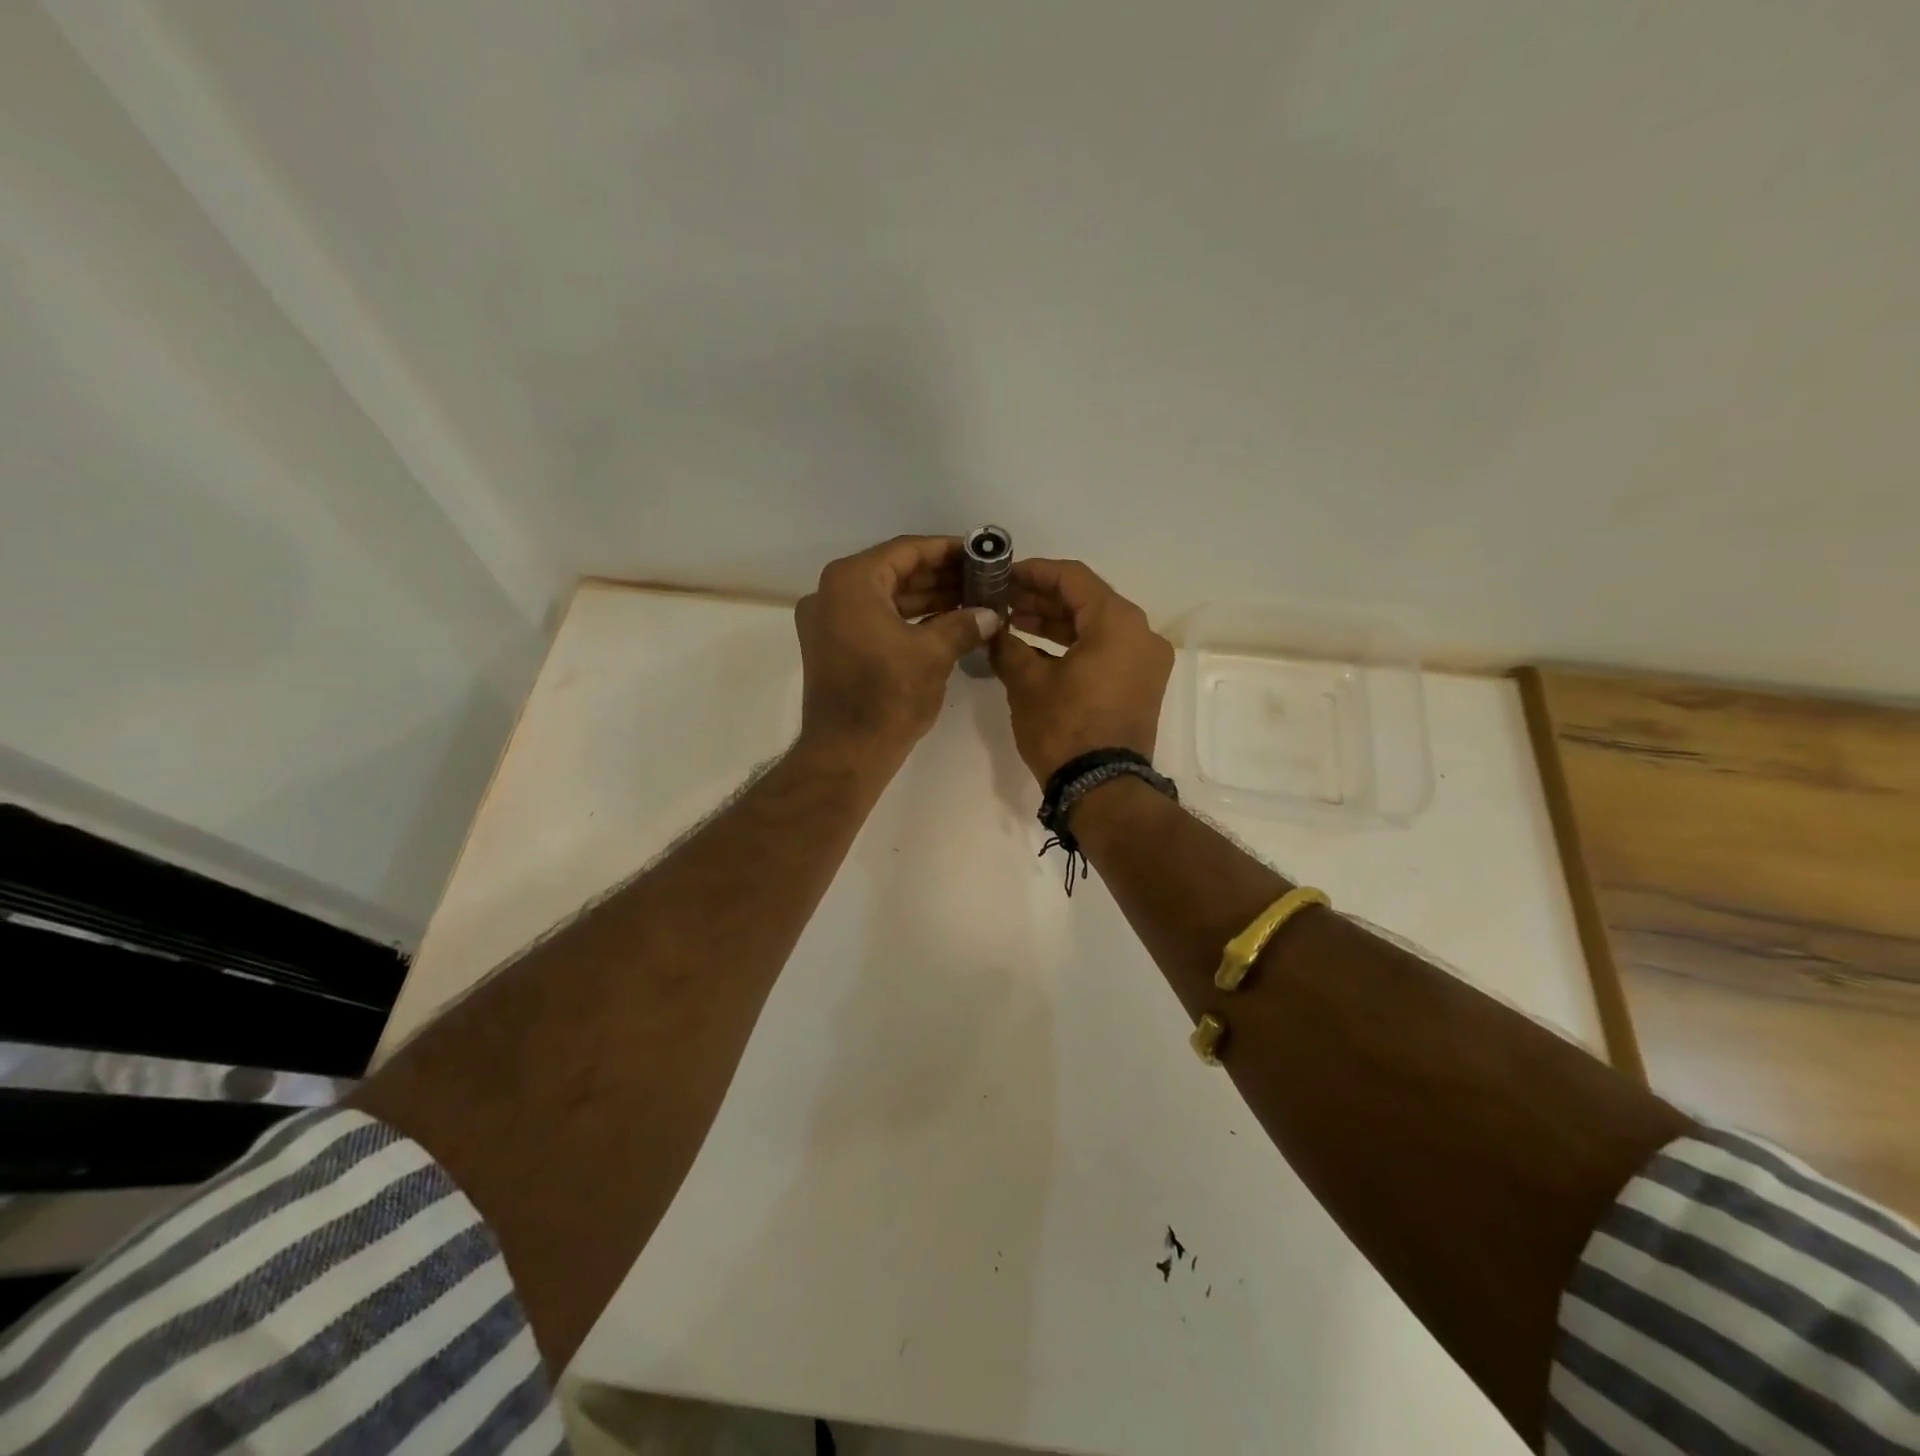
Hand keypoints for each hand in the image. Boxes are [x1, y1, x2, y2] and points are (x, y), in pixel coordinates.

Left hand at [794, 536, 1001, 768]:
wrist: (846, 753)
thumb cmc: (888, 696)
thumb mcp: (934, 654)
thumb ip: (964, 624)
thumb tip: (991, 614)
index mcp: (851, 581)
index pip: (906, 551)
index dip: (947, 550)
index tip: (980, 553)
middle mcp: (832, 593)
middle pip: (894, 572)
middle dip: (940, 576)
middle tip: (981, 579)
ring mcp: (829, 622)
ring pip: (886, 598)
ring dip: (927, 599)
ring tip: (972, 600)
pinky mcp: (833, 647)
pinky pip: (875, 620)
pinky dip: (908, 620)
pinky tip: (946, 623)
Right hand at [990, 558, 1173, 784]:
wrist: (1101, 789)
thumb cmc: (1064, 728)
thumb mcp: (1027, 682)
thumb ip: (1007, 645)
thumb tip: (992, 630)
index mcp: (1118, 622)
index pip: (1073, 578)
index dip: (1033, 572)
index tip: (1002, 575)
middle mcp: (1141, 634)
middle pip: (1087, 601)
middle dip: (1042, 599)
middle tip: (1003, 601)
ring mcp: (1145, 662)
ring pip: (1096, 627)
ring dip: (1056, 623)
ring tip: (1013, 623)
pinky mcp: (1141, 686)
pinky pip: (1106, 652)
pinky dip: (1074, 647)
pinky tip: (1036, 651)